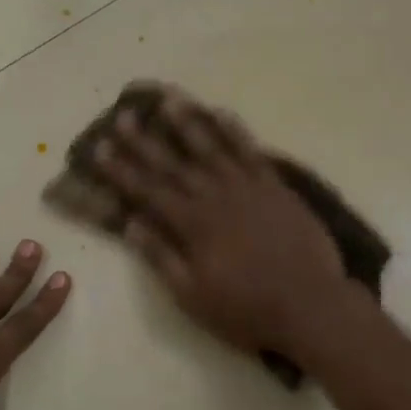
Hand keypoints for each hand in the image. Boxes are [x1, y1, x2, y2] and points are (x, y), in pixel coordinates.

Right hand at [91, 91, 353, 359]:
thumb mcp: (193, 296)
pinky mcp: (276, 187)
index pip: (149, 191)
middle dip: (146, 140)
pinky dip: (235, 131)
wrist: (310, 305)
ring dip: (189, 123)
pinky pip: (252, 151)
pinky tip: (221, 113)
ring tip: (169, 99)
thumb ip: (161, 257)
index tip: (100, 148)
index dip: (122, 170)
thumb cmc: (246, 309)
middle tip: (125, 115)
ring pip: (212, 147)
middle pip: (174, 163)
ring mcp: (249, 188)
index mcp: (193, 225)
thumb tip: (132, 224)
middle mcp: (216, 197)